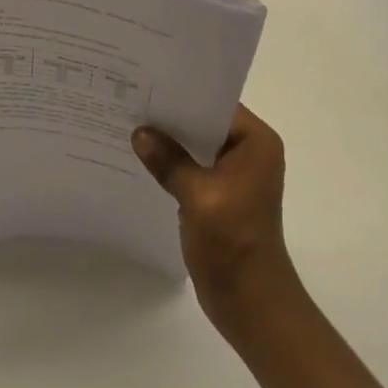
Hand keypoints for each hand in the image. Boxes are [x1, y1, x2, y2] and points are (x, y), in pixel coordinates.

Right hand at [133, 105, 299, 336]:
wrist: (252, 305)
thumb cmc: (233, 243)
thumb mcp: (197, 196)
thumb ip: (168, 160)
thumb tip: (139, 132)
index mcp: (256, 142)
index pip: (216, 103)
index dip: (183, 93)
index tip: (147, 82)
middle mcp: (250, 151)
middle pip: (205, 121)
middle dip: (171, 116)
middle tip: (132, 98)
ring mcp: (236, 174)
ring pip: (197, 144)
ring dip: (170, 140)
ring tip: (131, 123)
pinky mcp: (222, 194)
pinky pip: (194, 166)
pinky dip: (173, 162)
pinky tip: (144, 158)